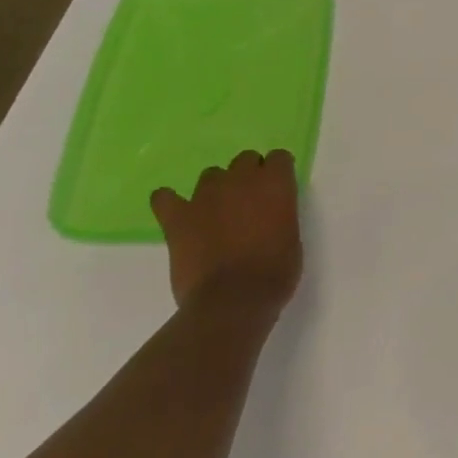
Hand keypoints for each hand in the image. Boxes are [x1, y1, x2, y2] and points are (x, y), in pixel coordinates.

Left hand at [150, 150, 302, 315]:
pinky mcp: (177, 218)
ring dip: (216, 190)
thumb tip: (266, 215)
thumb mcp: (292, 236)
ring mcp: (205, 196)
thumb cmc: (275, 272)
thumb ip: (279, 214)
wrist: (234, 300)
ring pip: (210, 176)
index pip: (278, 158)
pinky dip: (169, 202)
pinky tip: (176, 213)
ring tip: (216, 215)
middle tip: (248, 205)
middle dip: (247, 176)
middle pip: (244, 159)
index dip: (277, 174)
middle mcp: (241, 179)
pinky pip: (164, 198)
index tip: (277, 192)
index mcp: (275, 183)